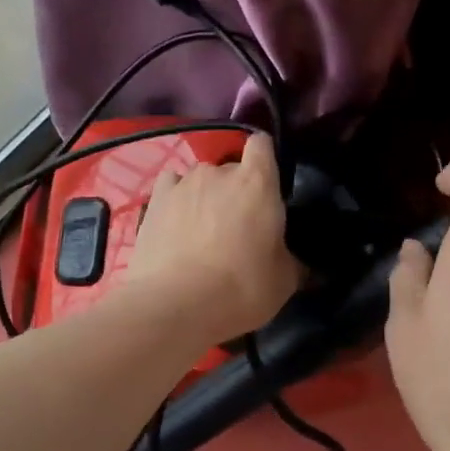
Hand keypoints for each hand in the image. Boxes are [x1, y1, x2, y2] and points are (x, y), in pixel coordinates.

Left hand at [127, 130, 301, 345]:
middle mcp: (219, 172)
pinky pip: (171, 187)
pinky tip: (177, 222)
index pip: (263, 145)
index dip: (265, 160)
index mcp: (257, 182)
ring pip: (200, 179)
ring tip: (203, 230)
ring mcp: (182, 183)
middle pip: (231, 168)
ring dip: (205, 197)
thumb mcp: (284, 281)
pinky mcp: (154, 201)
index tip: (268, 186)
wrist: (176, 305)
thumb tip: (295, 261)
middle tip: (238, 225)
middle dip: (236, 190)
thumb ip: (291, 259)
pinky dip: (177, 200)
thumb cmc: (241, 288)